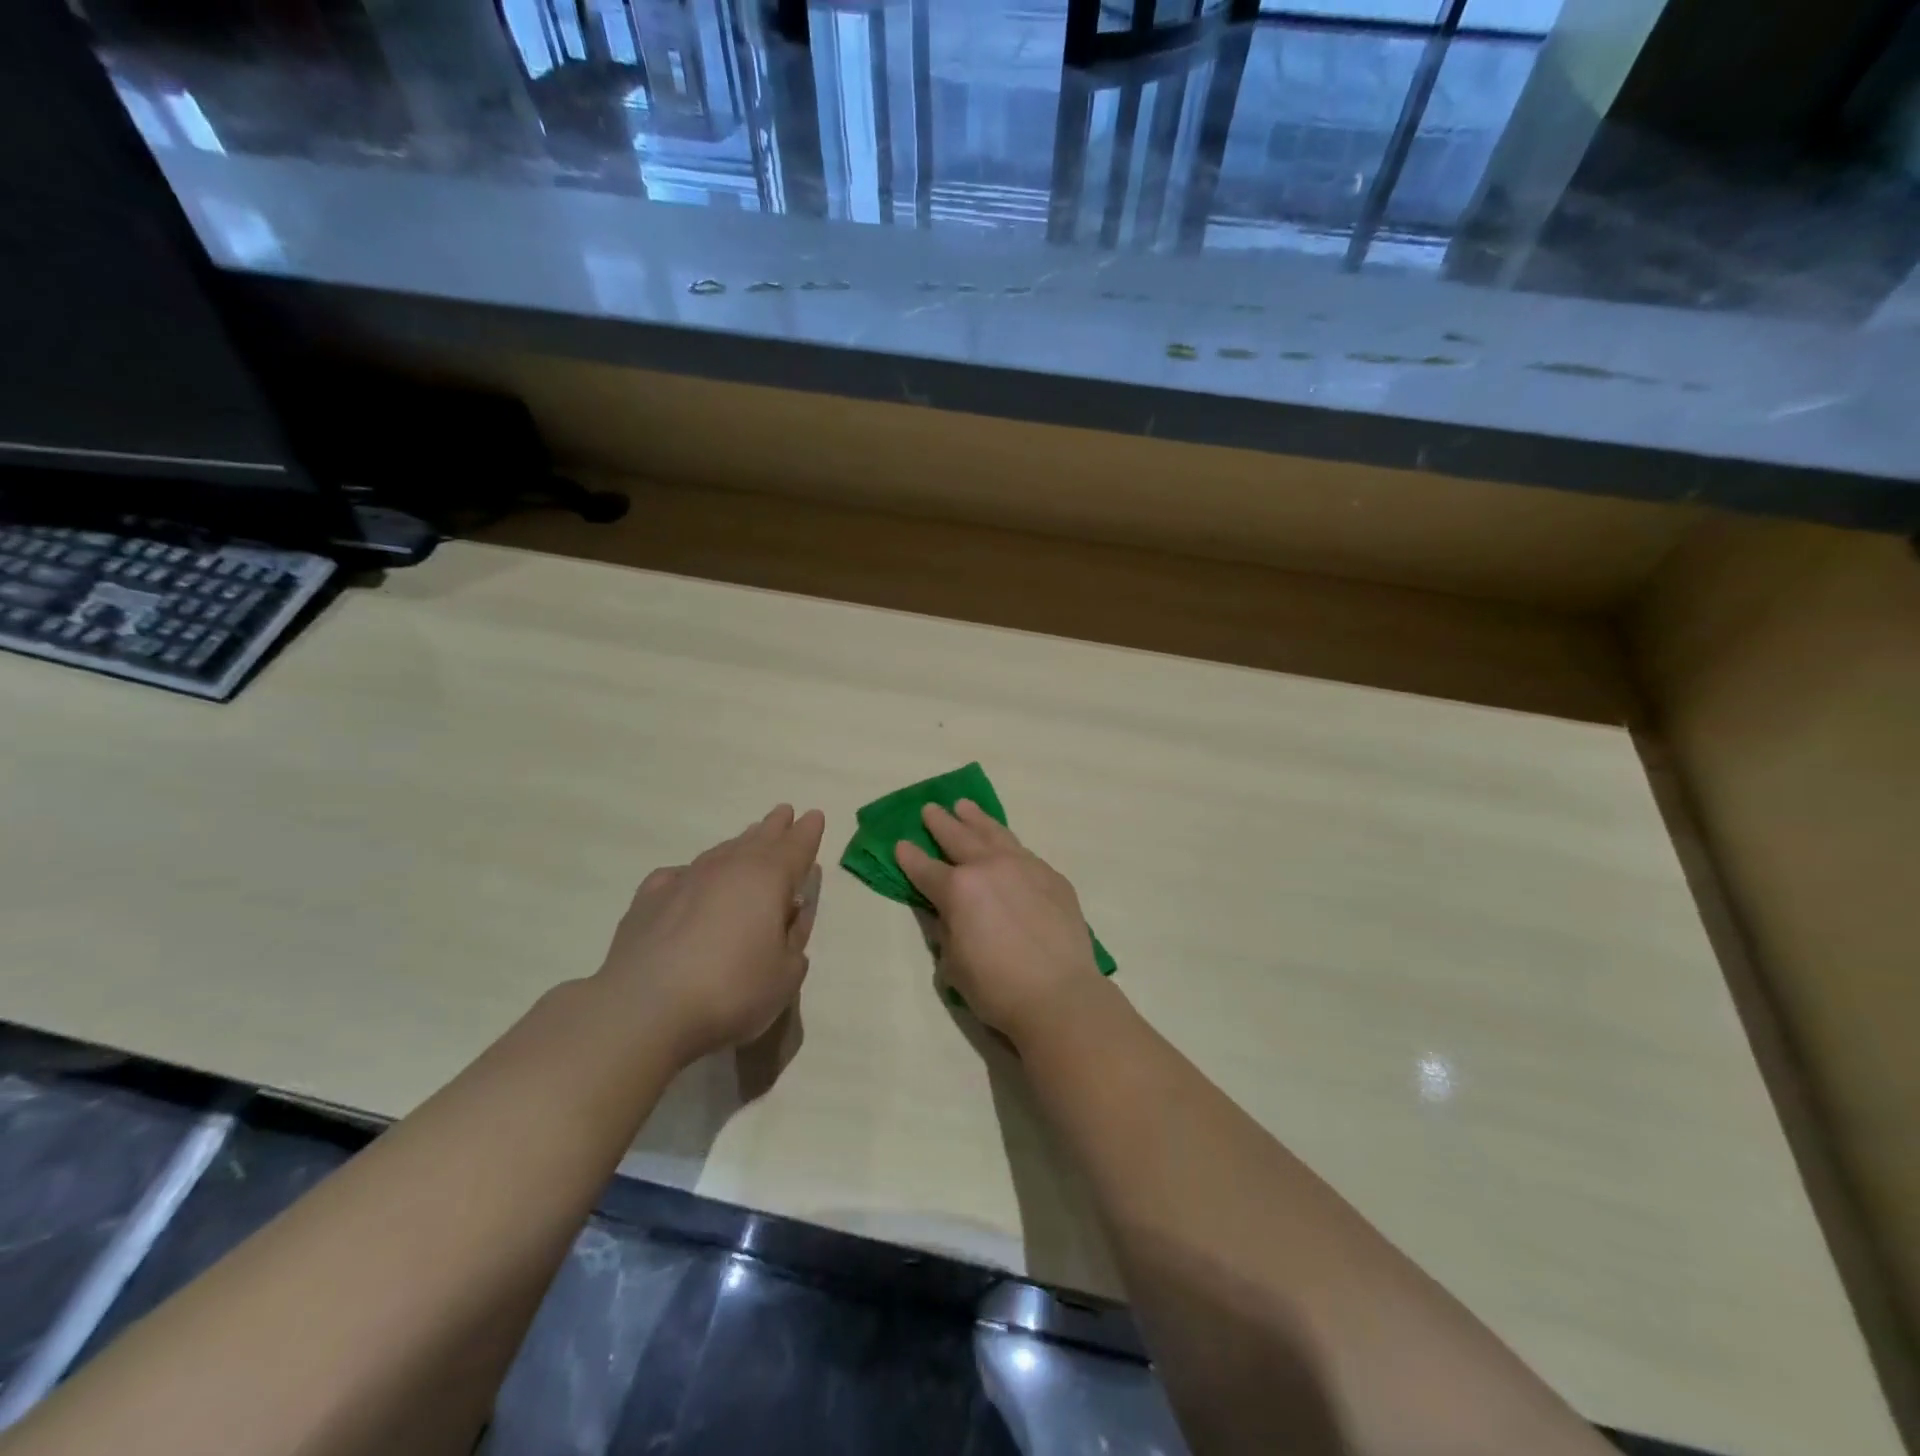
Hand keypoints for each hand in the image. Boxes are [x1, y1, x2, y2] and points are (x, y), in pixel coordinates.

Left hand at [597, 805, 824, 1064]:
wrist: (644, 1010)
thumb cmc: (731, 990)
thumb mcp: (786, 974)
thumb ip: (794, 939)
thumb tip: (789, 915)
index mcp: (768, 878)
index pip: (796, 847)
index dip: (808, 832)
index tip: (814, 815)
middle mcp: (728, 868)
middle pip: (758, 839)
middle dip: (774, 827)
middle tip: (783, 813)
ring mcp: (684, 880)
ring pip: (720, 852)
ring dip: (738, 845)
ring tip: (747, 841)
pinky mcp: (648, 900)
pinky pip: (680, 875)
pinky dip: (693, 874)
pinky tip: (689, 881)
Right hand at [894, 801, 1103, 1044]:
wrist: (1059, 994)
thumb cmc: (997, 988)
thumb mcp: (954, 965)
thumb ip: (946, 932)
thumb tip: (948, 915)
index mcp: (958, 889)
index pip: (925, 868)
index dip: (909, 857)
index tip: (900, 843)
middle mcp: (989, 867)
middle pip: (959, 837)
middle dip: (941, 822)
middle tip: (930, 808)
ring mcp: (1025, 866)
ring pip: (994, 833)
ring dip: (976, 818)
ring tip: (965, 805)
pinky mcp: (1052, 876)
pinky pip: (1023, 851)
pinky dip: (1006, 843)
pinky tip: (1004, 843)